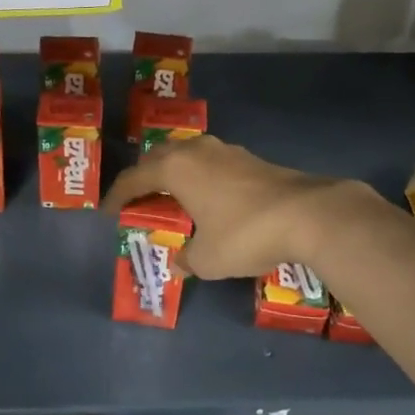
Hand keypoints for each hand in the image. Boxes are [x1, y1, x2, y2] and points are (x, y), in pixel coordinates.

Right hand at [103, 135, 366, 280]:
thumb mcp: (207, 258)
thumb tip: (179, 263)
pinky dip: (200, 177)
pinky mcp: (251, 159)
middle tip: (137, 199)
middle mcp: (197, 151)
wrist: (309, 215)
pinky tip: (208, 197)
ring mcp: (227, 151)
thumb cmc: (245, 233)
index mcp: (176, 168)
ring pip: (188, 155)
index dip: (117, 196)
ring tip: (170, 195)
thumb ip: (186, 259)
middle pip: (159, 158)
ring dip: (174, 173)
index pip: (134, 178)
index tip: (106, 212)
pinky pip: (211, 163)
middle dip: (144, 177)